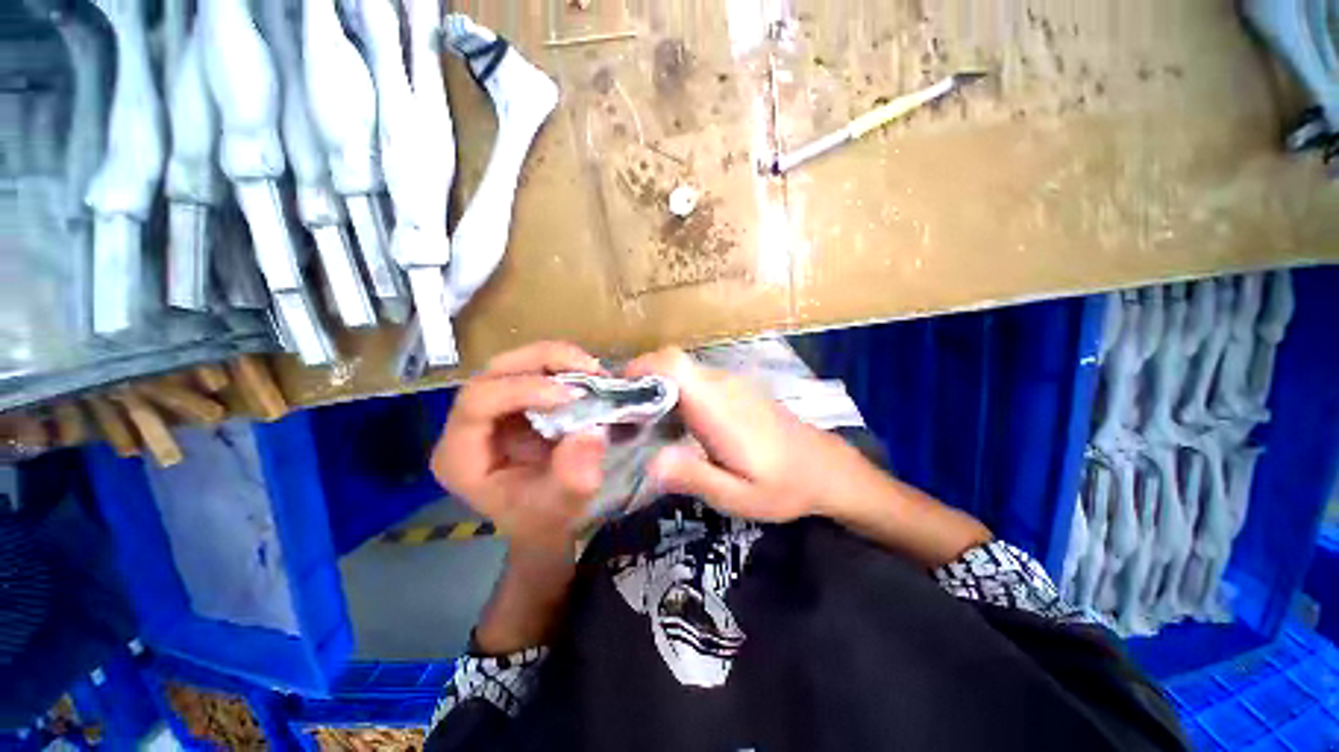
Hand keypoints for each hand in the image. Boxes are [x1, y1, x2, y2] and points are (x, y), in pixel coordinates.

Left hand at [431, 342, 607, 552]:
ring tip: (595, 371)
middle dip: (544, 362)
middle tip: (590, 369)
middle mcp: (467, 424)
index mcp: (460, 455)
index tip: (572, 396)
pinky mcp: (515, 400)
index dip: (523, 389)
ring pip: (515, 362)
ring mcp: (491, 408)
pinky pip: (535, 369)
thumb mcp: (562, 506)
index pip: (478, 403)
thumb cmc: (545, 518)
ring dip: (558, 359)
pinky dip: (564, 365)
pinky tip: (589, 375)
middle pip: (494, 372)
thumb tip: (592, 432)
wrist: (547, 519)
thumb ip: (573, 477)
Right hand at [624, 347, 849, 521]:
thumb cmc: (783, 485)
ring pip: (681, 370)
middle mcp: (721, 385)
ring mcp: (730, 383)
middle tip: (625, 420)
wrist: (825, 468)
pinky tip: (675, 426)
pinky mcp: (735, 388)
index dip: (640, 370)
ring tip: (643, 425)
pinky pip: (695, 380)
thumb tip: (650, 462)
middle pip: (671, 362)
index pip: (672, 365)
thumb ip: (694, 477)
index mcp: (718, 406)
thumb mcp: (738, 496)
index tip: (618, 397)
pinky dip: (674, 394)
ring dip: (656, 389)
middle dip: (640, 383)